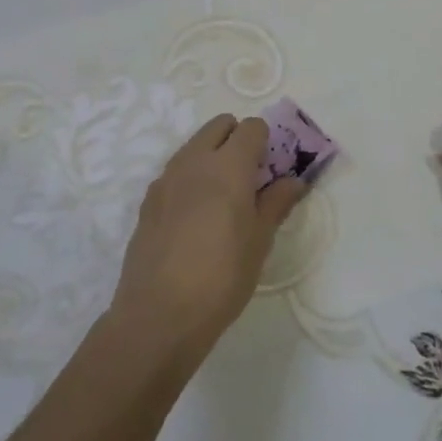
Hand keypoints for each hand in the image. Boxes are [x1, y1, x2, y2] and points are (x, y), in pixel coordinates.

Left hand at [110, 114, 307, 367]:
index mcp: (228, 165)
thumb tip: (294, 180)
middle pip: (219, 125)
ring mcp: (166, 179)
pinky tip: (196, 218)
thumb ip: (276, 202)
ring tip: (223, 200)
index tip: (273, 168)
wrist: (159, 314)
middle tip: (250, 177)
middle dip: (237, 139)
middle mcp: (194, 161)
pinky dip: (191, 179)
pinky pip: (175, 173)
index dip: (267, 141)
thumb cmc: (222, 276)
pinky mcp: (148, 201)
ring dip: (212, 156)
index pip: (252, 128)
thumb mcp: (260, 241)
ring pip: (194, 146)